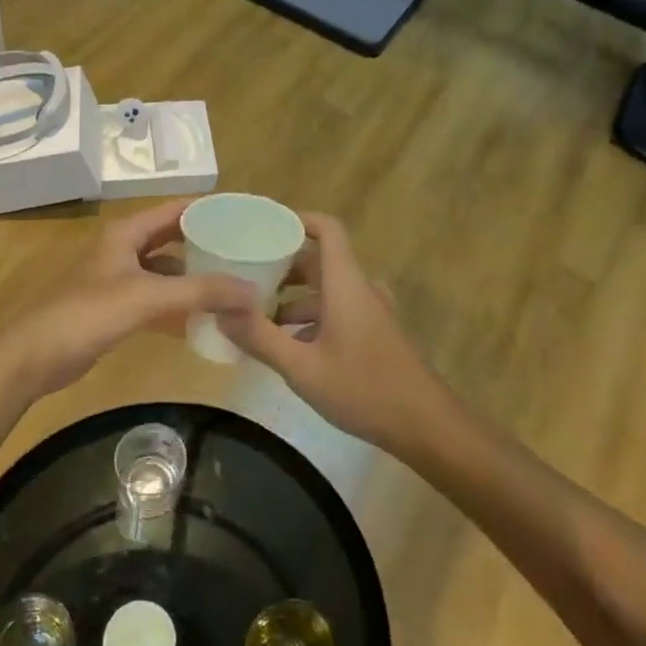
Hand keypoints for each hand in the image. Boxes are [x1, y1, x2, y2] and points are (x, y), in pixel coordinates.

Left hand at [8, 200, 257, 395]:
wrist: (34, 357)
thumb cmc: (88, 313)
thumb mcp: (149, 297)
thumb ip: (202, 292)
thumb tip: (254, 292)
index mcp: (126, 232)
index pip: (176, 209)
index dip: (210, 210)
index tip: (247, 217)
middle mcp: (122, 248)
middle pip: (173, 239)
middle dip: (206, 245)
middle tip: (246, 253)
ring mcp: (117, 278)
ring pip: (165, 271)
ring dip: (194, 278)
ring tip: (232, 286)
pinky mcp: (114, 308)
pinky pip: (155, 299)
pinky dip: (177, 305)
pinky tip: (203, 319)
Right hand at [217, 213, 460, 456]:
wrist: (425, 424)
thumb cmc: (363, 389)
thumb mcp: (302, 368)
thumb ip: (260, 338)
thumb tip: (220, 310)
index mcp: (346, 284)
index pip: (326, 229)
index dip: (296, 220)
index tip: (261, 228)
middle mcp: (360, 289)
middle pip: (319, 260)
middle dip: (281, 266)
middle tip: (243, 277)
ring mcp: (371, 312)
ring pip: (326, 290)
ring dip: (293, 298)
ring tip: (256, 318)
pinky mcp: (375, 333)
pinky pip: (337, 311)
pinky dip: (310, 318)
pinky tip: (288, 347)